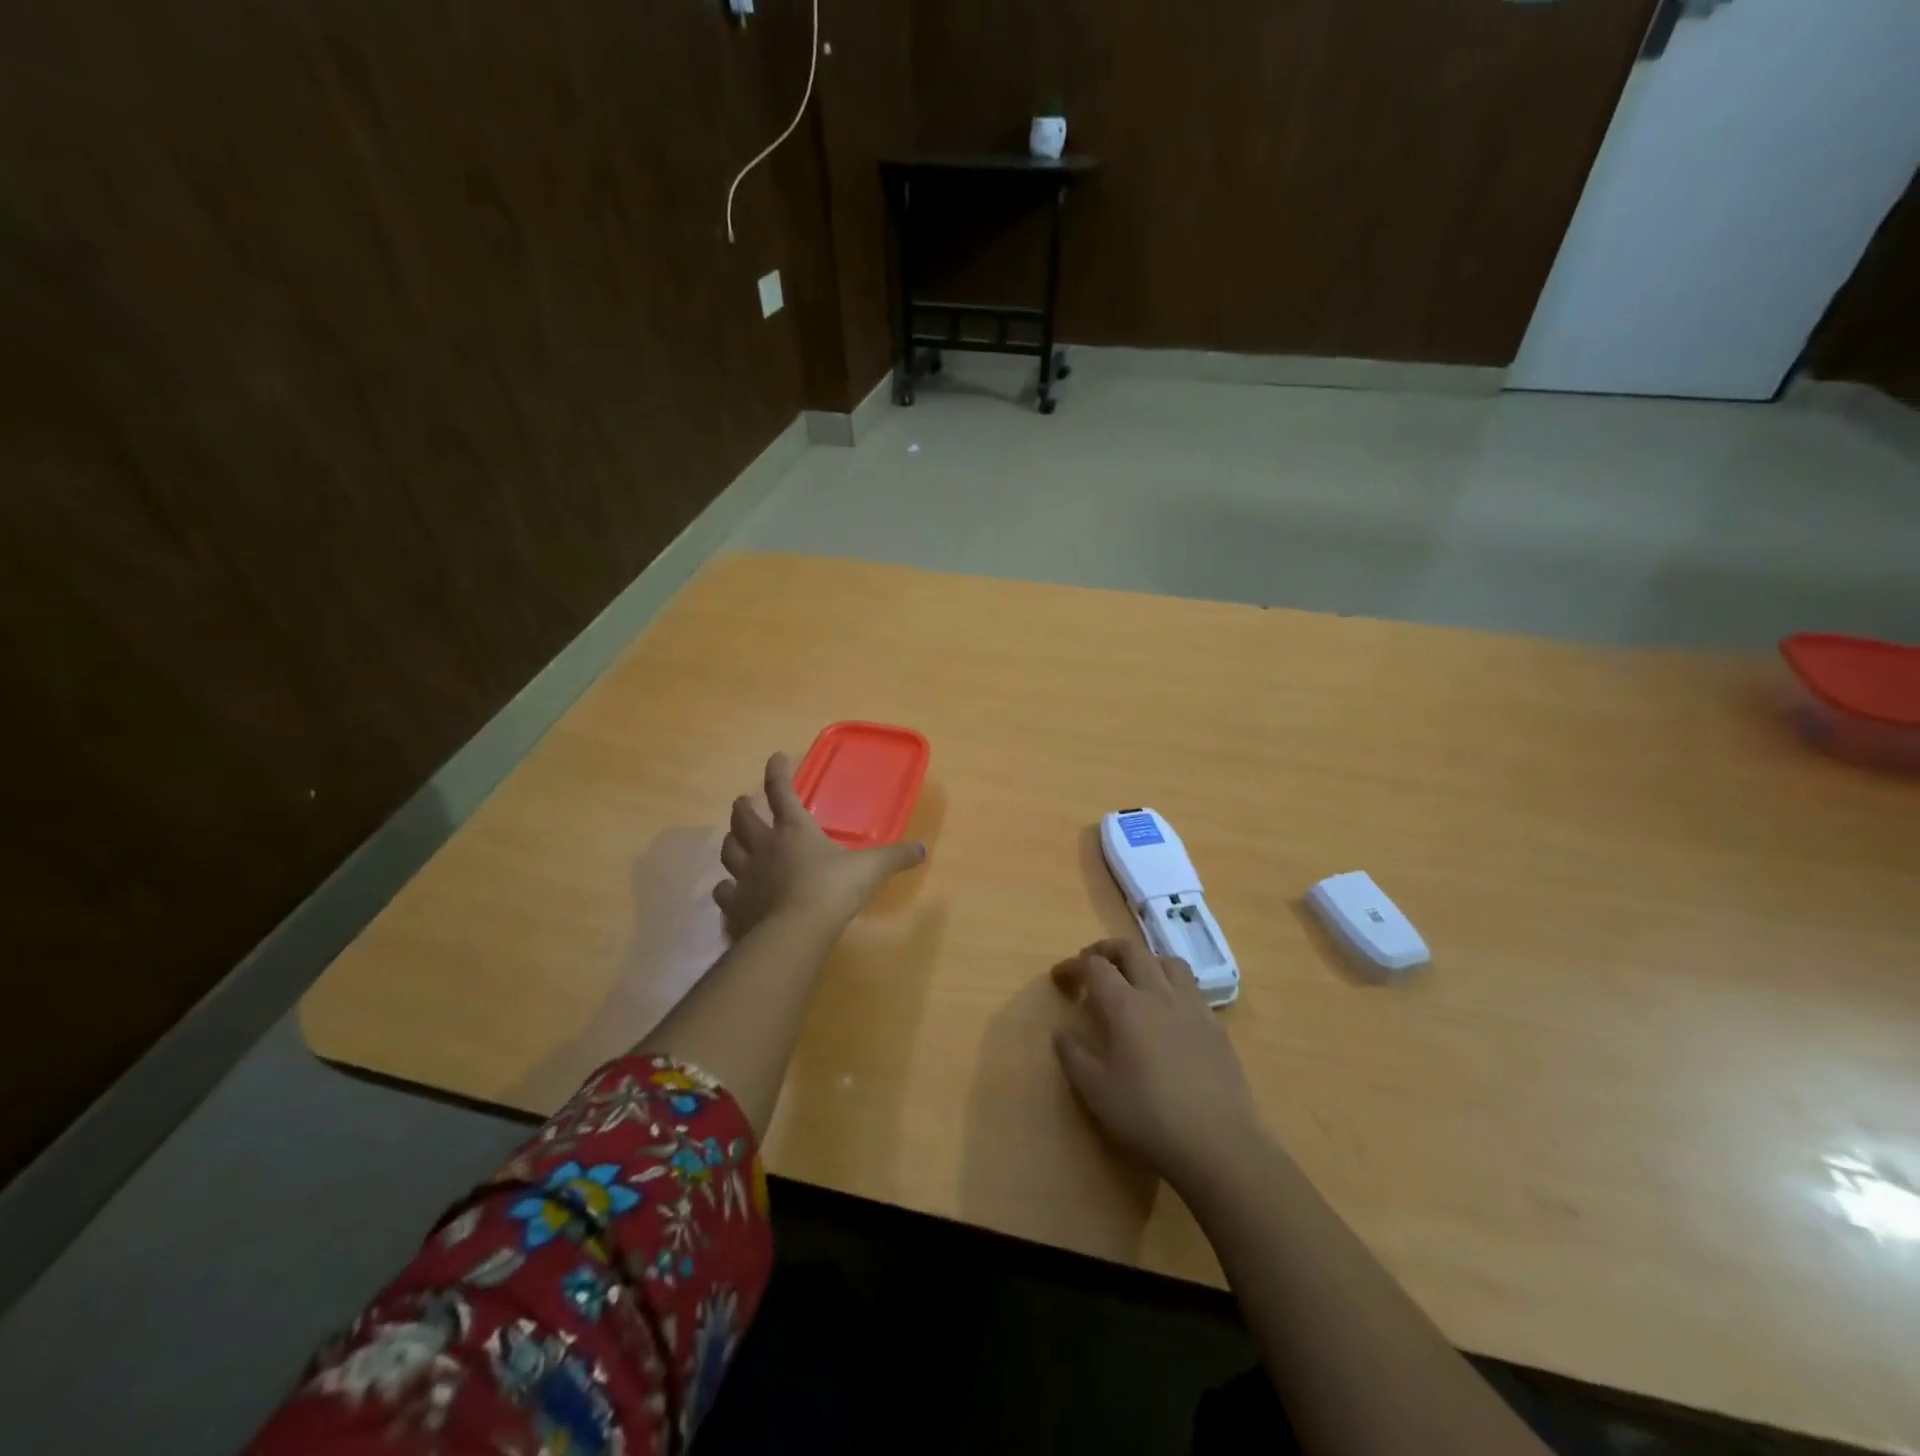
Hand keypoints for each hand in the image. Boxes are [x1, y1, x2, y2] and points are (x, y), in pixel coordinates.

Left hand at [713, 752, 925, 937]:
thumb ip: (895, 857)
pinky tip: (729, 889)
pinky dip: (726, 887)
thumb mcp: (870, 869)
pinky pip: (724, 891)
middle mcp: (764, 846)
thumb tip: (923, 848)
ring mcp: (745, 876)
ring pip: (728, 851)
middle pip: (743, 818)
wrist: (795, 932)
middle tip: (743, 801)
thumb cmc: (832, 889)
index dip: (777, 772)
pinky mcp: (736, 905)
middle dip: (743, 807)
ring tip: (732, 838)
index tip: (776, 757)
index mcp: (794, 830)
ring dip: (730, 841)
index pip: (781, 791)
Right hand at [1051, 938, 1262, 1188]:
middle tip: (1092, 963)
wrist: (1217, 1142)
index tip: (1060, 977)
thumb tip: (1062, 1032)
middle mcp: (1158, 994)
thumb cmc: (1148, 1115)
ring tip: (1134, 977)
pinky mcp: (1215, 1025)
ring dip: (1144, 960)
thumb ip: (1074, 1056)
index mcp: (1125, 1006)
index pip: (1094, 966)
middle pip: (1132, 950)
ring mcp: (1192, 1007)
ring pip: (1167, 961)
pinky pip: (1190, 987)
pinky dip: (1171, 984)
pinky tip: (1168, 1010)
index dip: (1073, 965)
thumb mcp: (1096, 1091)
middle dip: (1107, 950)